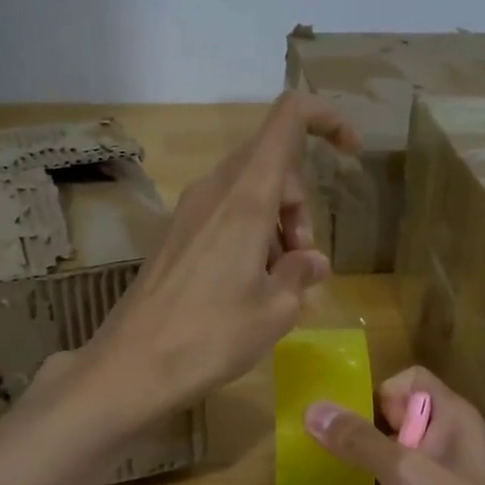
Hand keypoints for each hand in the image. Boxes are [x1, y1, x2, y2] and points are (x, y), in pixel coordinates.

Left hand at [82, 92, 359, 420]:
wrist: (134, 365)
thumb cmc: (212, 336)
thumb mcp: (275, 310)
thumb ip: (300, 273)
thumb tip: (311, 261)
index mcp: (246, 197)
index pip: (288, 118)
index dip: (326, 119)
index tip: (350, 151)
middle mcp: (215, 190)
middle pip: (272, 162)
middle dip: (300, 202)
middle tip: (302, 260)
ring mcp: (190, 211)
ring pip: (248, 189)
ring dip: (276, 222)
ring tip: (277, 280)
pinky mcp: (175, 235)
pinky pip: (224, 213)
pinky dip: (249, 234)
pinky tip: (248, 284)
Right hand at [305, 367, 484, 484]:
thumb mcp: (409, 474)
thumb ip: (360, 441)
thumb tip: (312, 408)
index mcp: (452, 418)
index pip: (409, 381)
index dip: (377, 393)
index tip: (345, 422)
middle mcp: (446, 443)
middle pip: (395, 418)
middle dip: (357, 427)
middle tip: (312, 445)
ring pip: (391, 459)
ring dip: (359, 463)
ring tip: (316, 471)